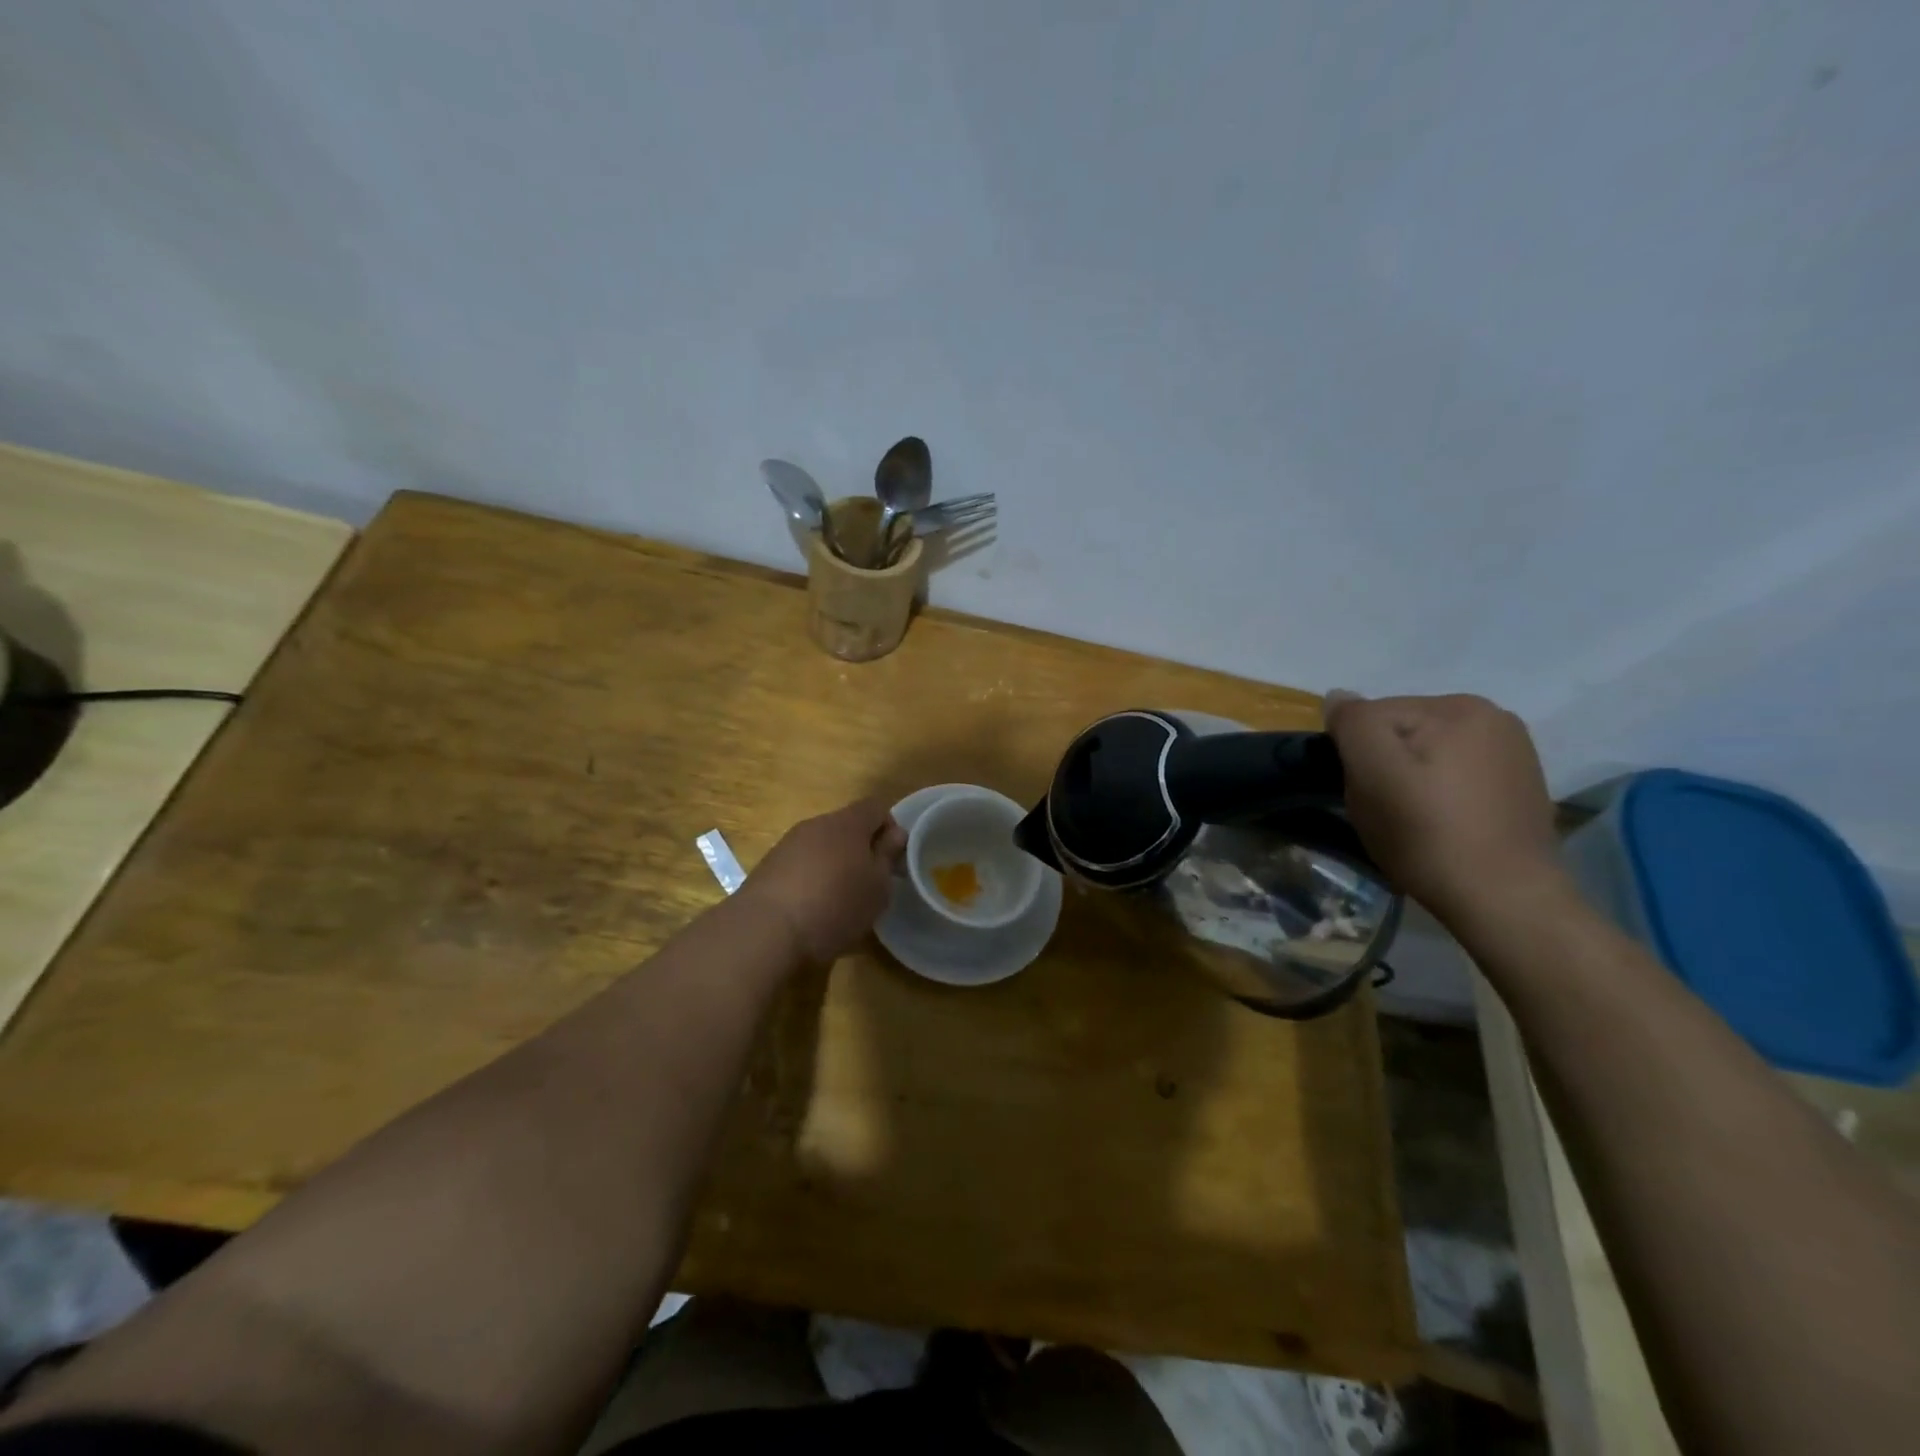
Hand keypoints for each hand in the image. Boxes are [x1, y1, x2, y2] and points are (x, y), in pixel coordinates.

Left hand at [741, 798, 906, 964]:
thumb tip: (894, 834)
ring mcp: (788, 844)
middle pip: (847, 826)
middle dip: (861, 848)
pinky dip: (811, 878)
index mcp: (847, 823)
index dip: (890, 828)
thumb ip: (888, 856)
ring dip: (835, 864)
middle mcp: (816, 824)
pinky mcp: (768, 866)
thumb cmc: (835, 906)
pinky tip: (811, 908)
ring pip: (822, 845)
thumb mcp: (877, 887)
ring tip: (839, 900)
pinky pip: (800, 864)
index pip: (876, 807)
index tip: (893, 859)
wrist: (766, 931)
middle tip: (869, 883)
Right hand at [1324, 691, 1569, 927]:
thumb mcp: (1373, 772)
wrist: (1506, 901)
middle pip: (1401, 732)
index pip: (1373, 715)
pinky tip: (1443, 824)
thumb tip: (1338, 697)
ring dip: (1409, 780)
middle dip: (1383, 765)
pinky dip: (1439, 794)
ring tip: (1413, 821)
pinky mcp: (1519, 787)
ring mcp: (1513, 753)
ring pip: (1427, 754)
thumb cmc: (1429, 834)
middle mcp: (1493, 717)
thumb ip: (1353, 723)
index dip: (1355, 754)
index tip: (1363, 794)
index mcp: (1459, 706)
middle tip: (1385, 811)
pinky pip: (1456, 775)